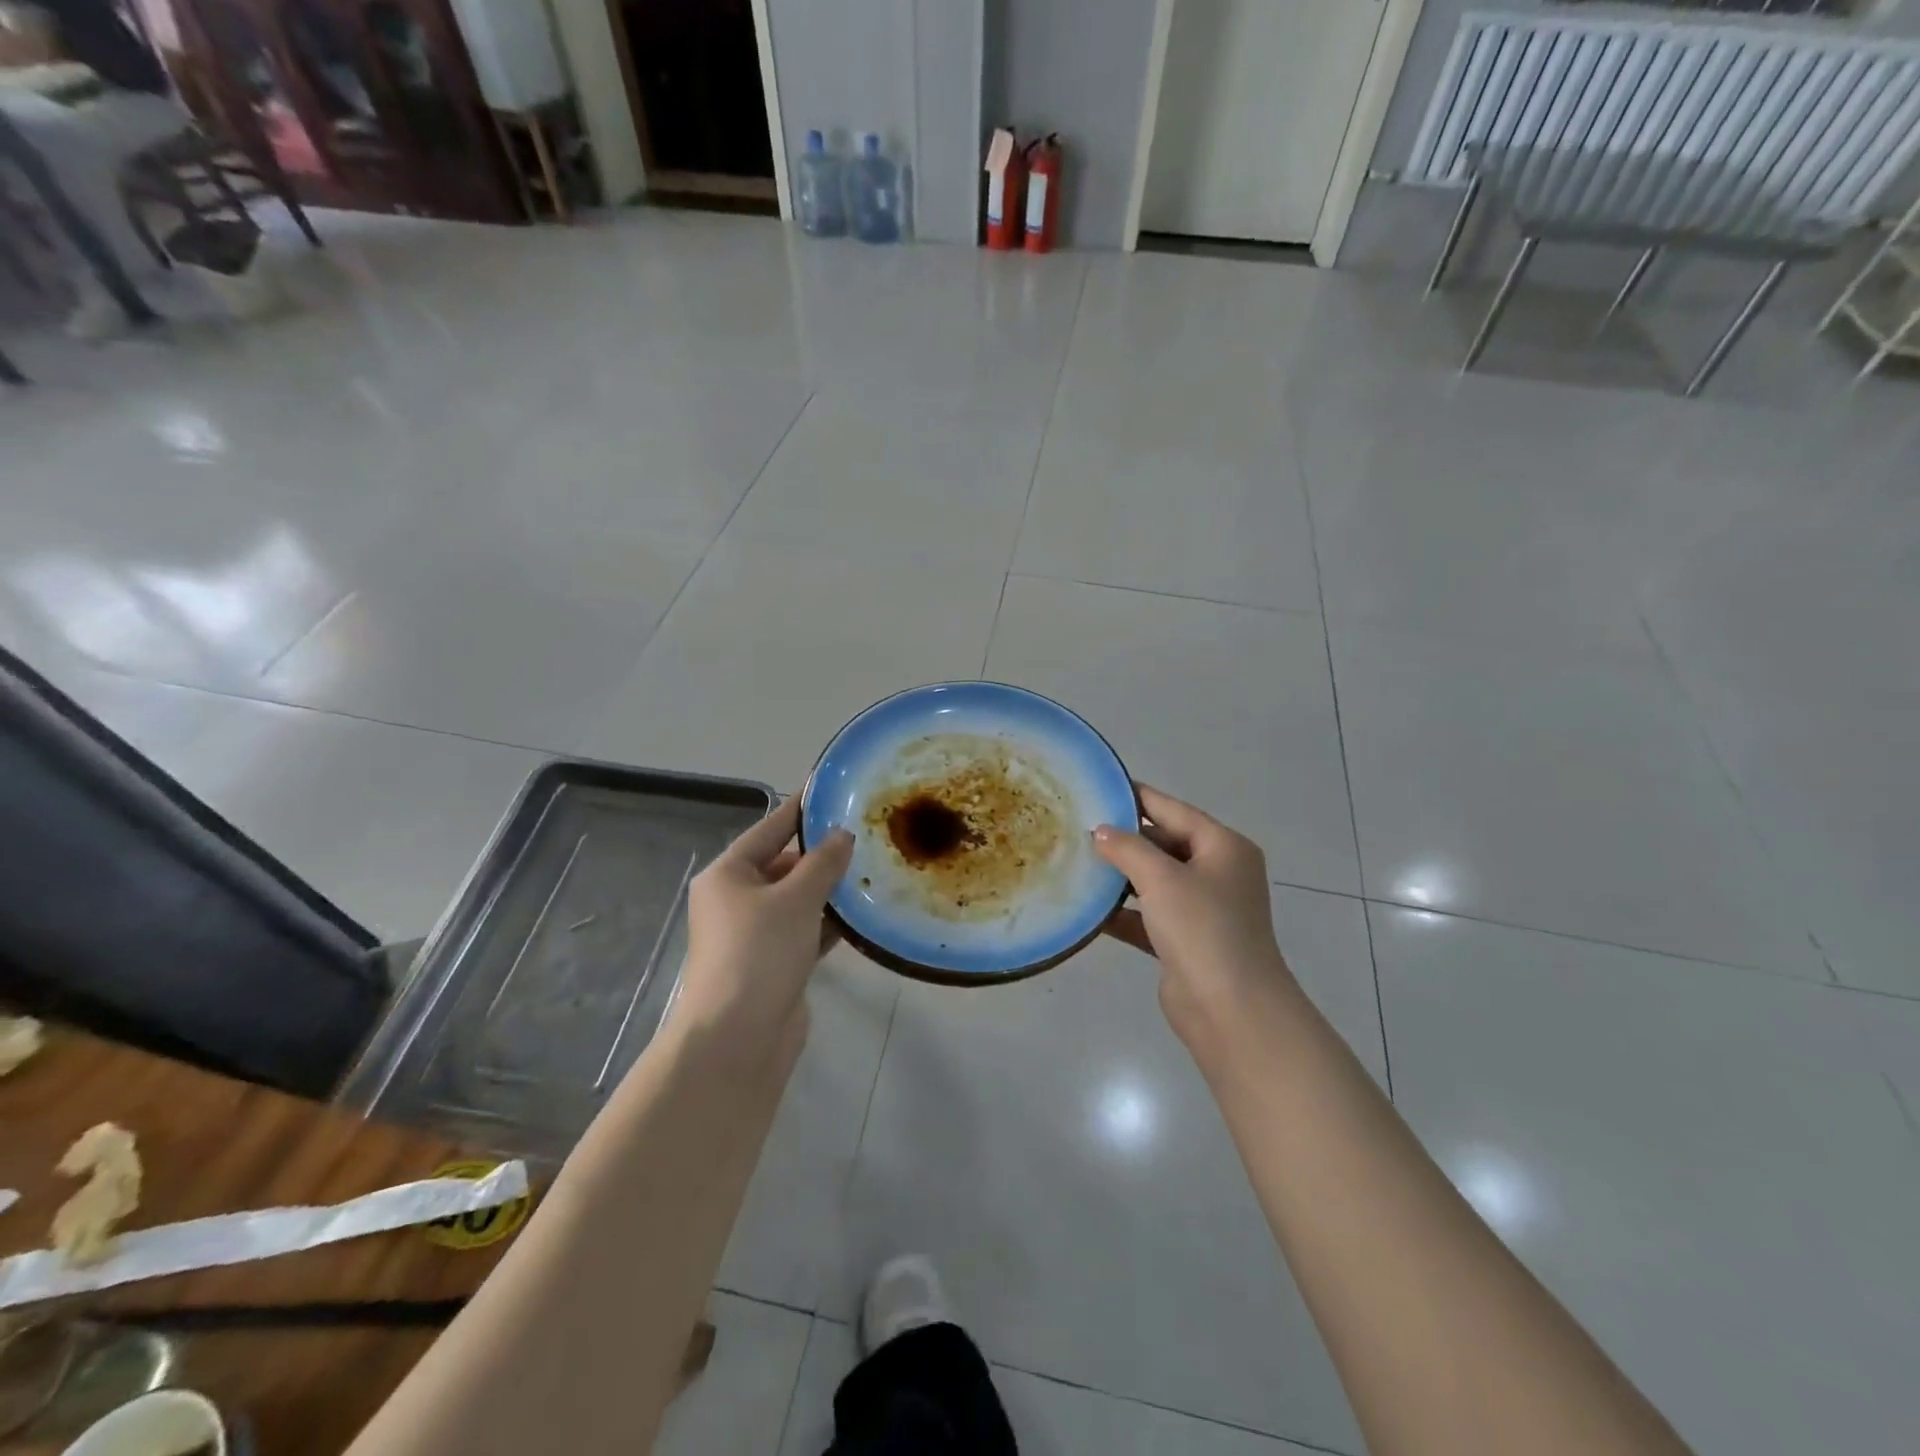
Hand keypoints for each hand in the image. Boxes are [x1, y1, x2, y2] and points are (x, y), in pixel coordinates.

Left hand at [676, 797, 853, 1066]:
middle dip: (822, 853)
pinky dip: (829, 922)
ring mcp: (755, 934)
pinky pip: (805, 929)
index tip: (832, 789)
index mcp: (728, 874)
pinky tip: (863, 914)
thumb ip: (823, 863)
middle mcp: (737, 899)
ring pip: (798, 899)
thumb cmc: (759, 953)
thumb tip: (842, 835)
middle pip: (784, 863)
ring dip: (829, 889)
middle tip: (866, 834)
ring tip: (873, 868)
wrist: (738, 1038)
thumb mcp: (795, 898)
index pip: (770, 828)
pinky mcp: (774, 962)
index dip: (801, 809)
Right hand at [1092, 784, 1299, 1060]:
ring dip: (1121, 876)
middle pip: (1164, 844)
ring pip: (1156, 881)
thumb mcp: (1161, 878)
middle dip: (1124, 840)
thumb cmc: (1202, 928)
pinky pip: (1149, 917)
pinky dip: (1124, 913)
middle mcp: (1217, 873)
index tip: (1098, 788)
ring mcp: (1204, 909)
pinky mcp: (1186, 942)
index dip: (1136, 798)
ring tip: (1077, 863)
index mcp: (1223, 847)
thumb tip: (1100, 832)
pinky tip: (1089, 911)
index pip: (1173, 810)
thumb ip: (1128, 848)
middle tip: (1078, 829)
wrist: (1231, 1010)